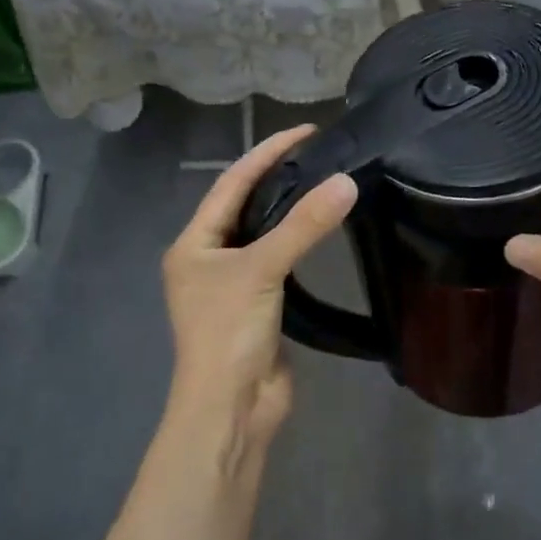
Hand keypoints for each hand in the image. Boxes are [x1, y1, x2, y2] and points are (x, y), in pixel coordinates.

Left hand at [162, 125, 356, 454]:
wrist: (232, 408)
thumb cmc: (230, 333)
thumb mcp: (262, 271)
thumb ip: (303, 227)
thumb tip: (346, 182)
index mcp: (194, 244)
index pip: (231, 184)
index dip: (266, 153)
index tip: (306, 131)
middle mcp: (209, 258)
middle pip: (245, 205)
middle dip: (278, 177)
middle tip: (321, 153)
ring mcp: (233, 284)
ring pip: (264, 234)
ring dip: (290, 210)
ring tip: (325, 182)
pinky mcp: (259, 305)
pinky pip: (279, 262)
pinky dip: (298, 243)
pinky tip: (321, 231)